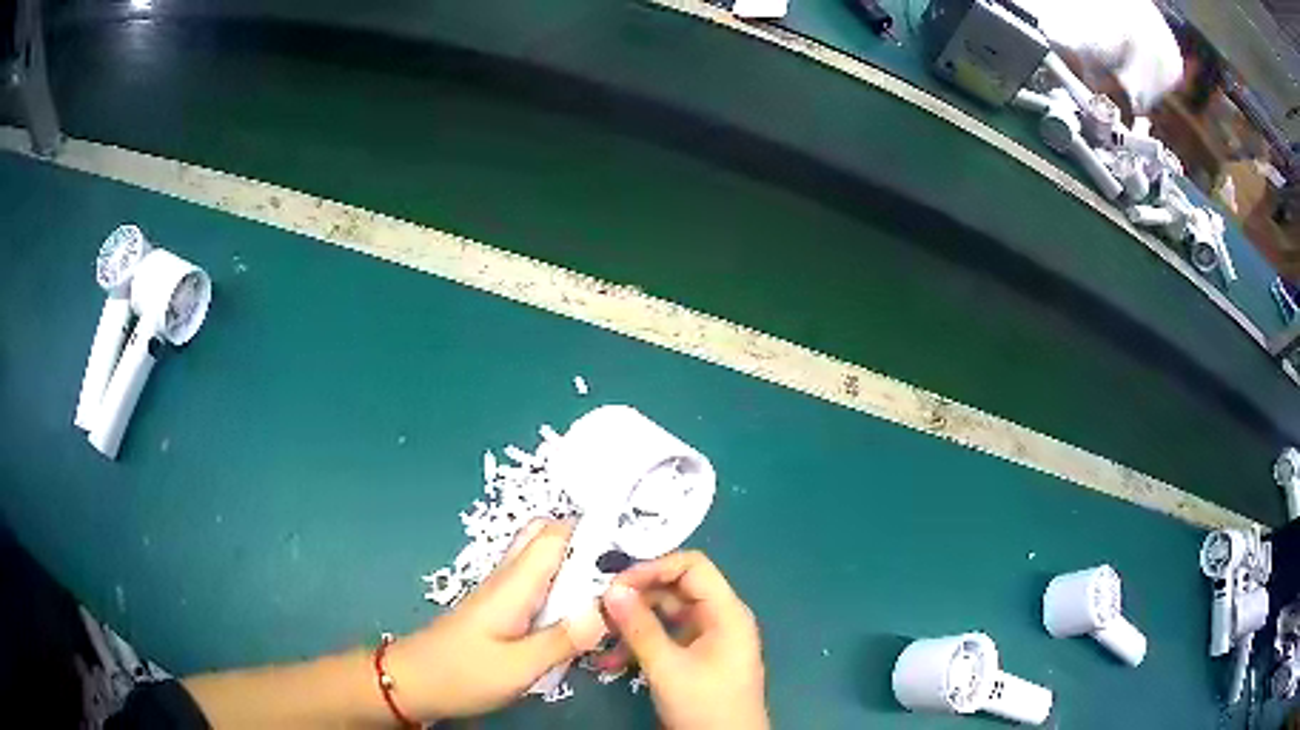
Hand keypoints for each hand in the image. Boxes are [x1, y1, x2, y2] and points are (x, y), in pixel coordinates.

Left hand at [388, 520, 608, 721]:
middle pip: (549, 537)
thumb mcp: (518, 666)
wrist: (413, 683)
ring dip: (578, 568)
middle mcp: (509, 577)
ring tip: (613, 593)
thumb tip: (608, 608)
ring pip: (544, 561)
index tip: (636, 547)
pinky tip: (581, 617)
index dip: (596, 531)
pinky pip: (538, 585)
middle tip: (624, 572)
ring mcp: (503, 592)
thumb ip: (564, 639)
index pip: (557, 534)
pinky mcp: (501, 610)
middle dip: (589, 544)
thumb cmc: (462, 673)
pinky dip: (563, 589)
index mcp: (515, 583)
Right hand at [600, 551, 768, 729]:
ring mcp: (709, 639)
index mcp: (726, 612)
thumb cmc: (705, 704)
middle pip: (676, 590)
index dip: (653, 568)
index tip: (615, 584)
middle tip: (600, 610)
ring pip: (666, 616)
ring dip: (633, 625)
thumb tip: (612, 589)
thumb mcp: (667, 667)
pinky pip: (666, 639)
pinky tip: (611, 662)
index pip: (692, 567)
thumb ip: (639, 627)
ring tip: (600, 638)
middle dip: (637, 598)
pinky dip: (640, 645)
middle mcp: (720, 618)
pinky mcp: (696, 659)